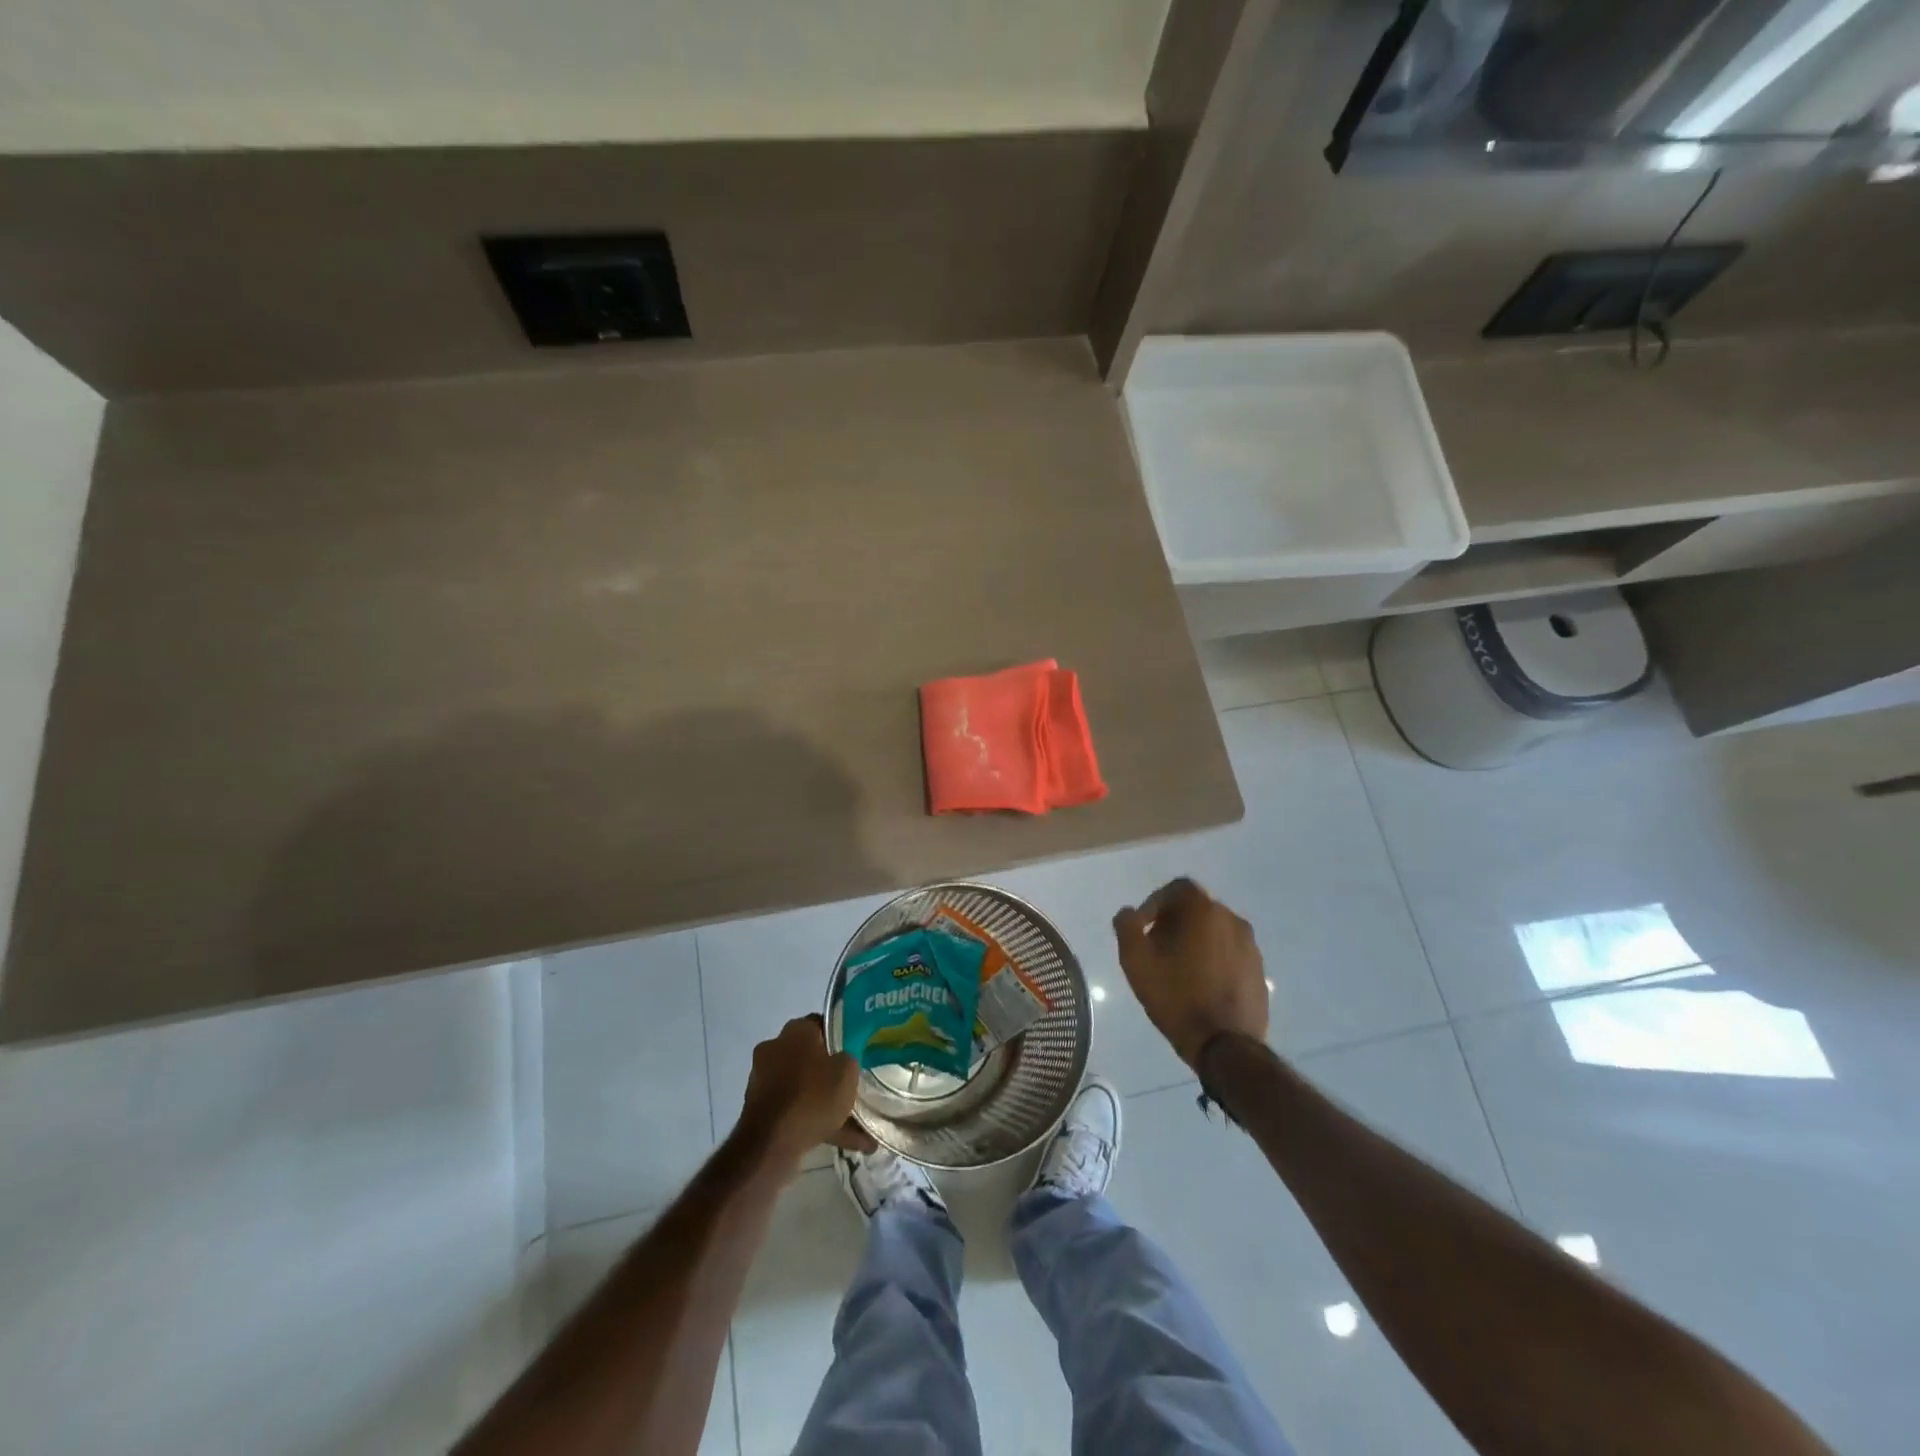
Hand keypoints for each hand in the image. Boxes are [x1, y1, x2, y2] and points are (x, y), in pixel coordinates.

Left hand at [738, 1015, 875, 1163]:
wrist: (770, 1144)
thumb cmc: (812, 1096)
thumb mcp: (847, 1071)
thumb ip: (849, 1059)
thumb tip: (843, 1060)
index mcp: (796, 1030)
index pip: (822, 1024)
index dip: (841, 1037)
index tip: (856, 1052)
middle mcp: (775, 1047)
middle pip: (811, 1056)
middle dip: (831, 1072)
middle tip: (852, 1085)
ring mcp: (763, 1079)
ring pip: (803, 1086)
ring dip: (823, 1101)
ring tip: (854, 1123)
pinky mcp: (759, 1108)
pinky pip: (794, 1109)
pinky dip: (812, 1120)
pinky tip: (839, 1140)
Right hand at [1113, 878, 1268, 1067]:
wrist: (1225, 1045)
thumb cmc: (1176, 997)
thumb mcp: (1136, 961)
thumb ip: (1127, 928)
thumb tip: (1128, 913)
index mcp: (1204, 911)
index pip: (1178, 888)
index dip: (1155, 903)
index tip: (1143, 928)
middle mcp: (1232, 919)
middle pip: (1196, 908)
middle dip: (1173, 922)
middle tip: (1155, 948)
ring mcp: (1250, 946)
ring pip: (1214, 931)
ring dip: (1194, 941)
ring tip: (1177, 969)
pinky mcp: (1259, 970)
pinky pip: (1230, 952)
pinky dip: (1213, 959)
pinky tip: (1201, 985)